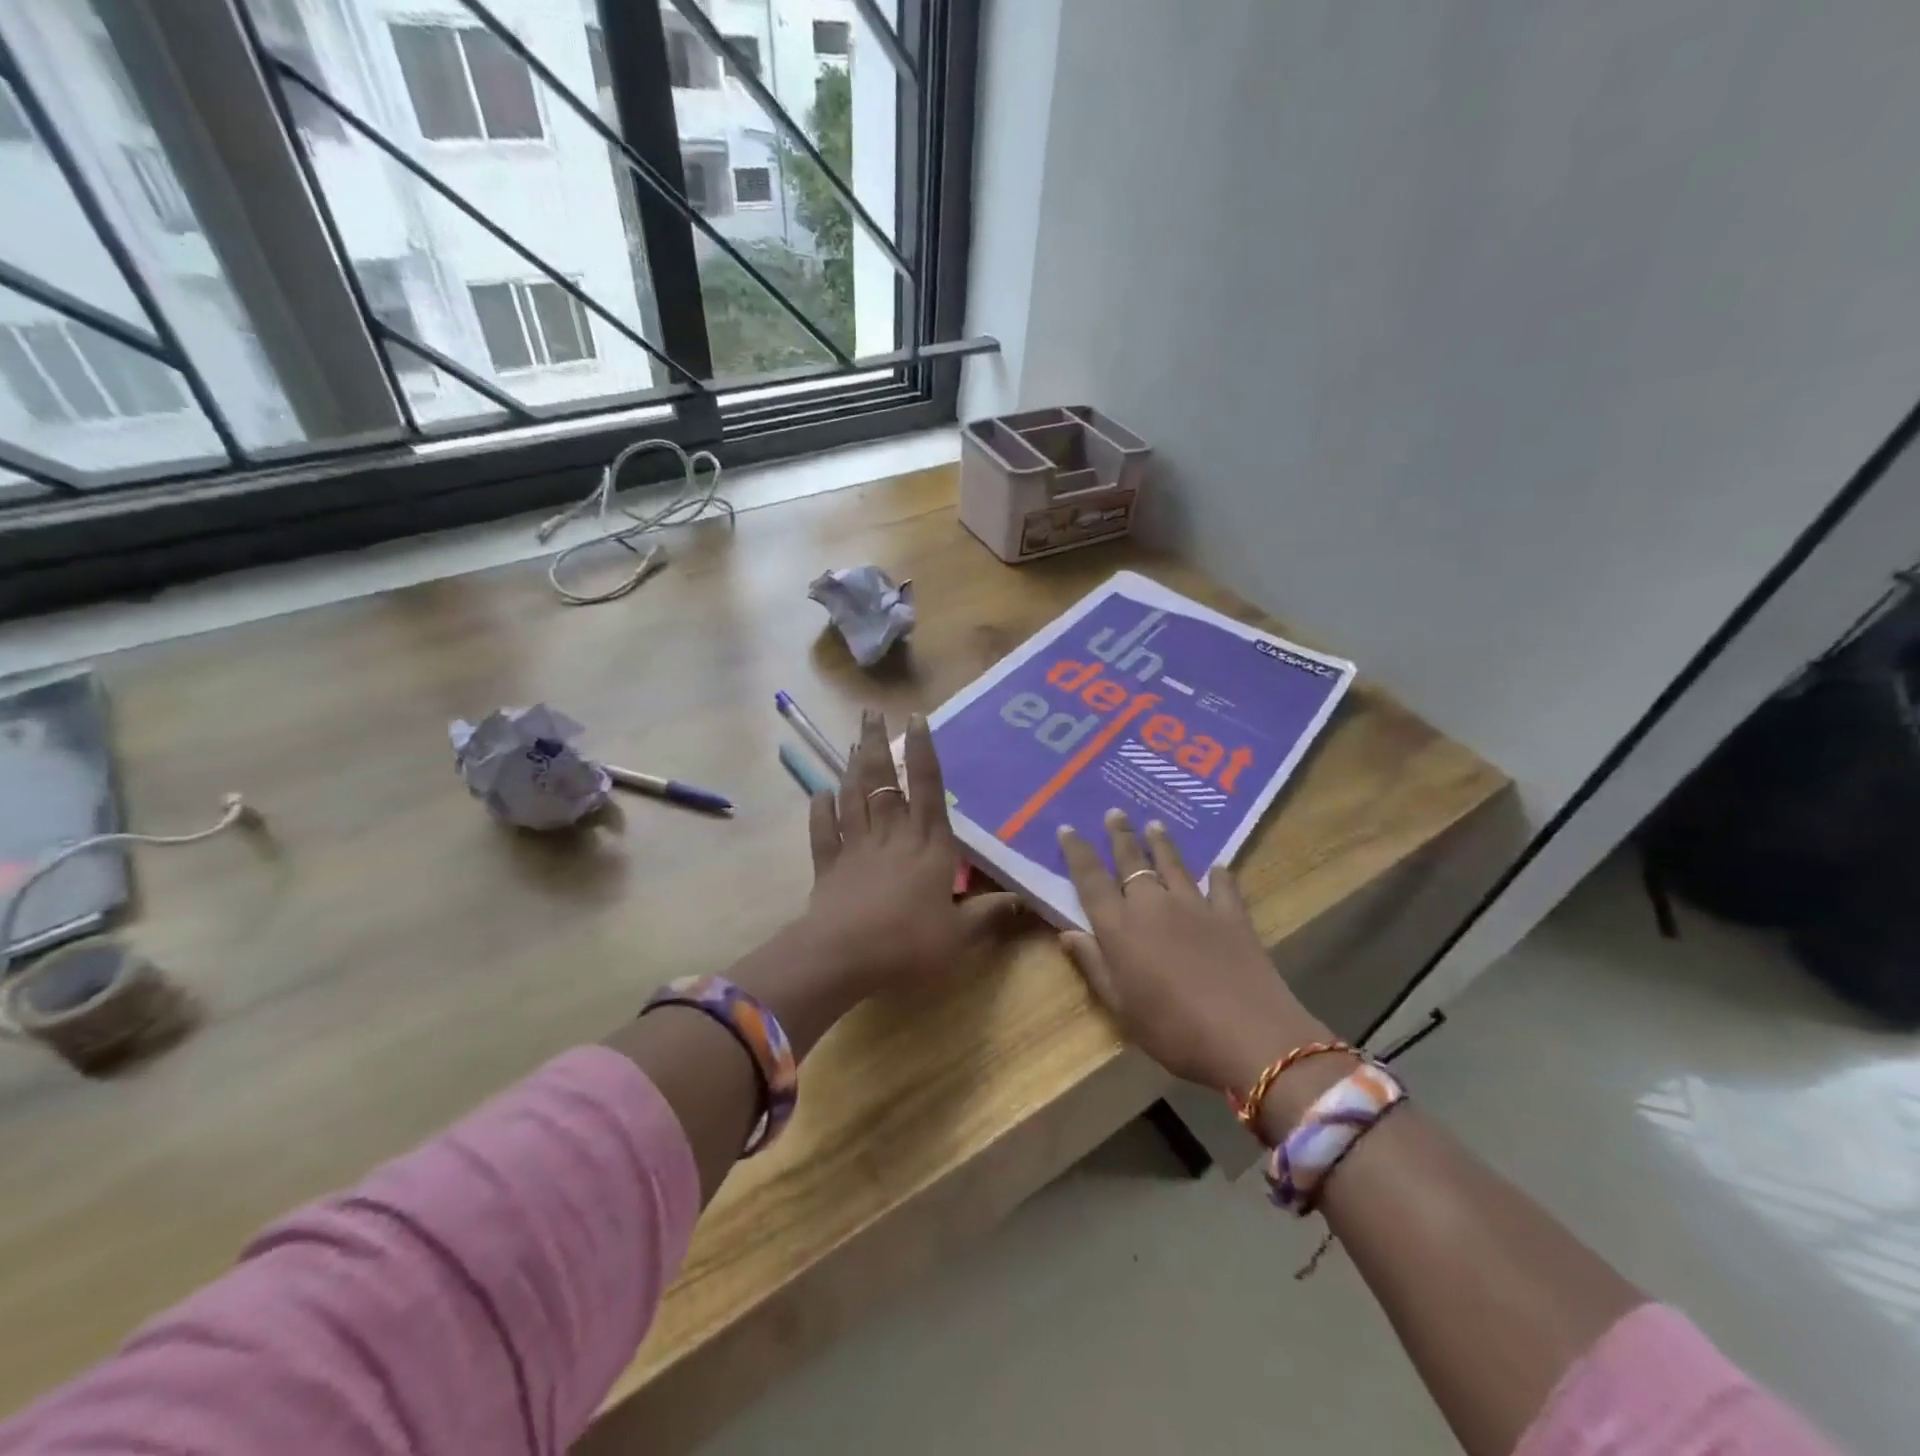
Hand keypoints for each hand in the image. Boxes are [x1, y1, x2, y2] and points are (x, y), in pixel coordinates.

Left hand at [798, 710, 1019, 996]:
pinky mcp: (829, 866)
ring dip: (854, 767)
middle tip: (871, 713)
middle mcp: (892, 836)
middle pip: (884, 782)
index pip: (928, 788)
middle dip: (879, 744)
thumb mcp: (959, 935)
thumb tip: (1023, 900)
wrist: (843, 957)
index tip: (916, 718)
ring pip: (854, 797)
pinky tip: (820, 792)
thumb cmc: (908, 943)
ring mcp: (856, 848)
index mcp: (928, 845)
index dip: (923, 751)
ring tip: (856, 741)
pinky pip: (823, 831)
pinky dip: (821, 809)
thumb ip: (988, 915)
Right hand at [1057, 810, 1328, 1092]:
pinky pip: (1223, 886)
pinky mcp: (1232, 916)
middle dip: (1121, 836)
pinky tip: (1219, 866)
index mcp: (1119, 927)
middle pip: (1132, 862)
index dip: (1078, 853)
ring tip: (1154, 823)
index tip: (1068, 828)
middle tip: (1114, 812)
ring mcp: (1196, 906)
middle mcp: (1153, 905)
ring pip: (1173, 865)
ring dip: (1162, 843)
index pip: (1091, 880)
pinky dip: (1219, 875)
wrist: (1248, 1036)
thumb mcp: (1120, 1007)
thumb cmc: (1173, 1029)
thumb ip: (1093, 965)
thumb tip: (1066, 932)